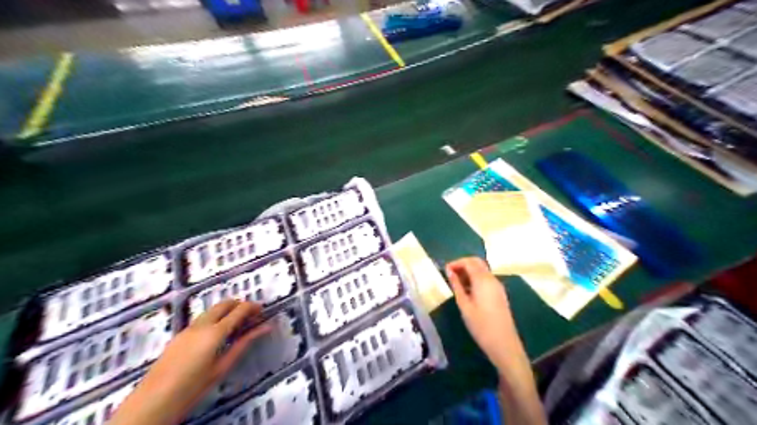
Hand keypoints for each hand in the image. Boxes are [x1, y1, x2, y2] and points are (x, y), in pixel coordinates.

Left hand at [109, 300, 268, 424]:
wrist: (152, 402)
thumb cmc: (193, 387)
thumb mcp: (223, 366)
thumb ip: (244, 343)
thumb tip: (265, 328)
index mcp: (215, 332)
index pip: (239, 310)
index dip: (252, 307)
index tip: (262, 310)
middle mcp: (201, 325)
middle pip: (224, 304)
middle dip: (239, 304)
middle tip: (251, 315)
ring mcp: (188, 329)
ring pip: (211, 310)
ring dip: (226, 310)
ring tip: (237, 323)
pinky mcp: (179, 335)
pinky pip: (202, 319)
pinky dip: (215, 318)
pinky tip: (217, 333)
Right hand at [444, 257, 523, 373]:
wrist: (504, 343)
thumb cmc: (480, 325)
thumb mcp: (464, 305)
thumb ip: (456, 286)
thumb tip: (449, 272)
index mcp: (483, 280)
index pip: (469, 262)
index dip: (456, 263)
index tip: (445, 270)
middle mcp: (492, 279)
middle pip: (477, 262)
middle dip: (463, 264)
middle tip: (450, 274)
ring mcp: (497, 286)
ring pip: (482, 270)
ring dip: (469, 271)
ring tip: (456, 282)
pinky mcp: (499, 293)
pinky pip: (486, 278)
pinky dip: (475, 278)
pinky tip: (467, 290)